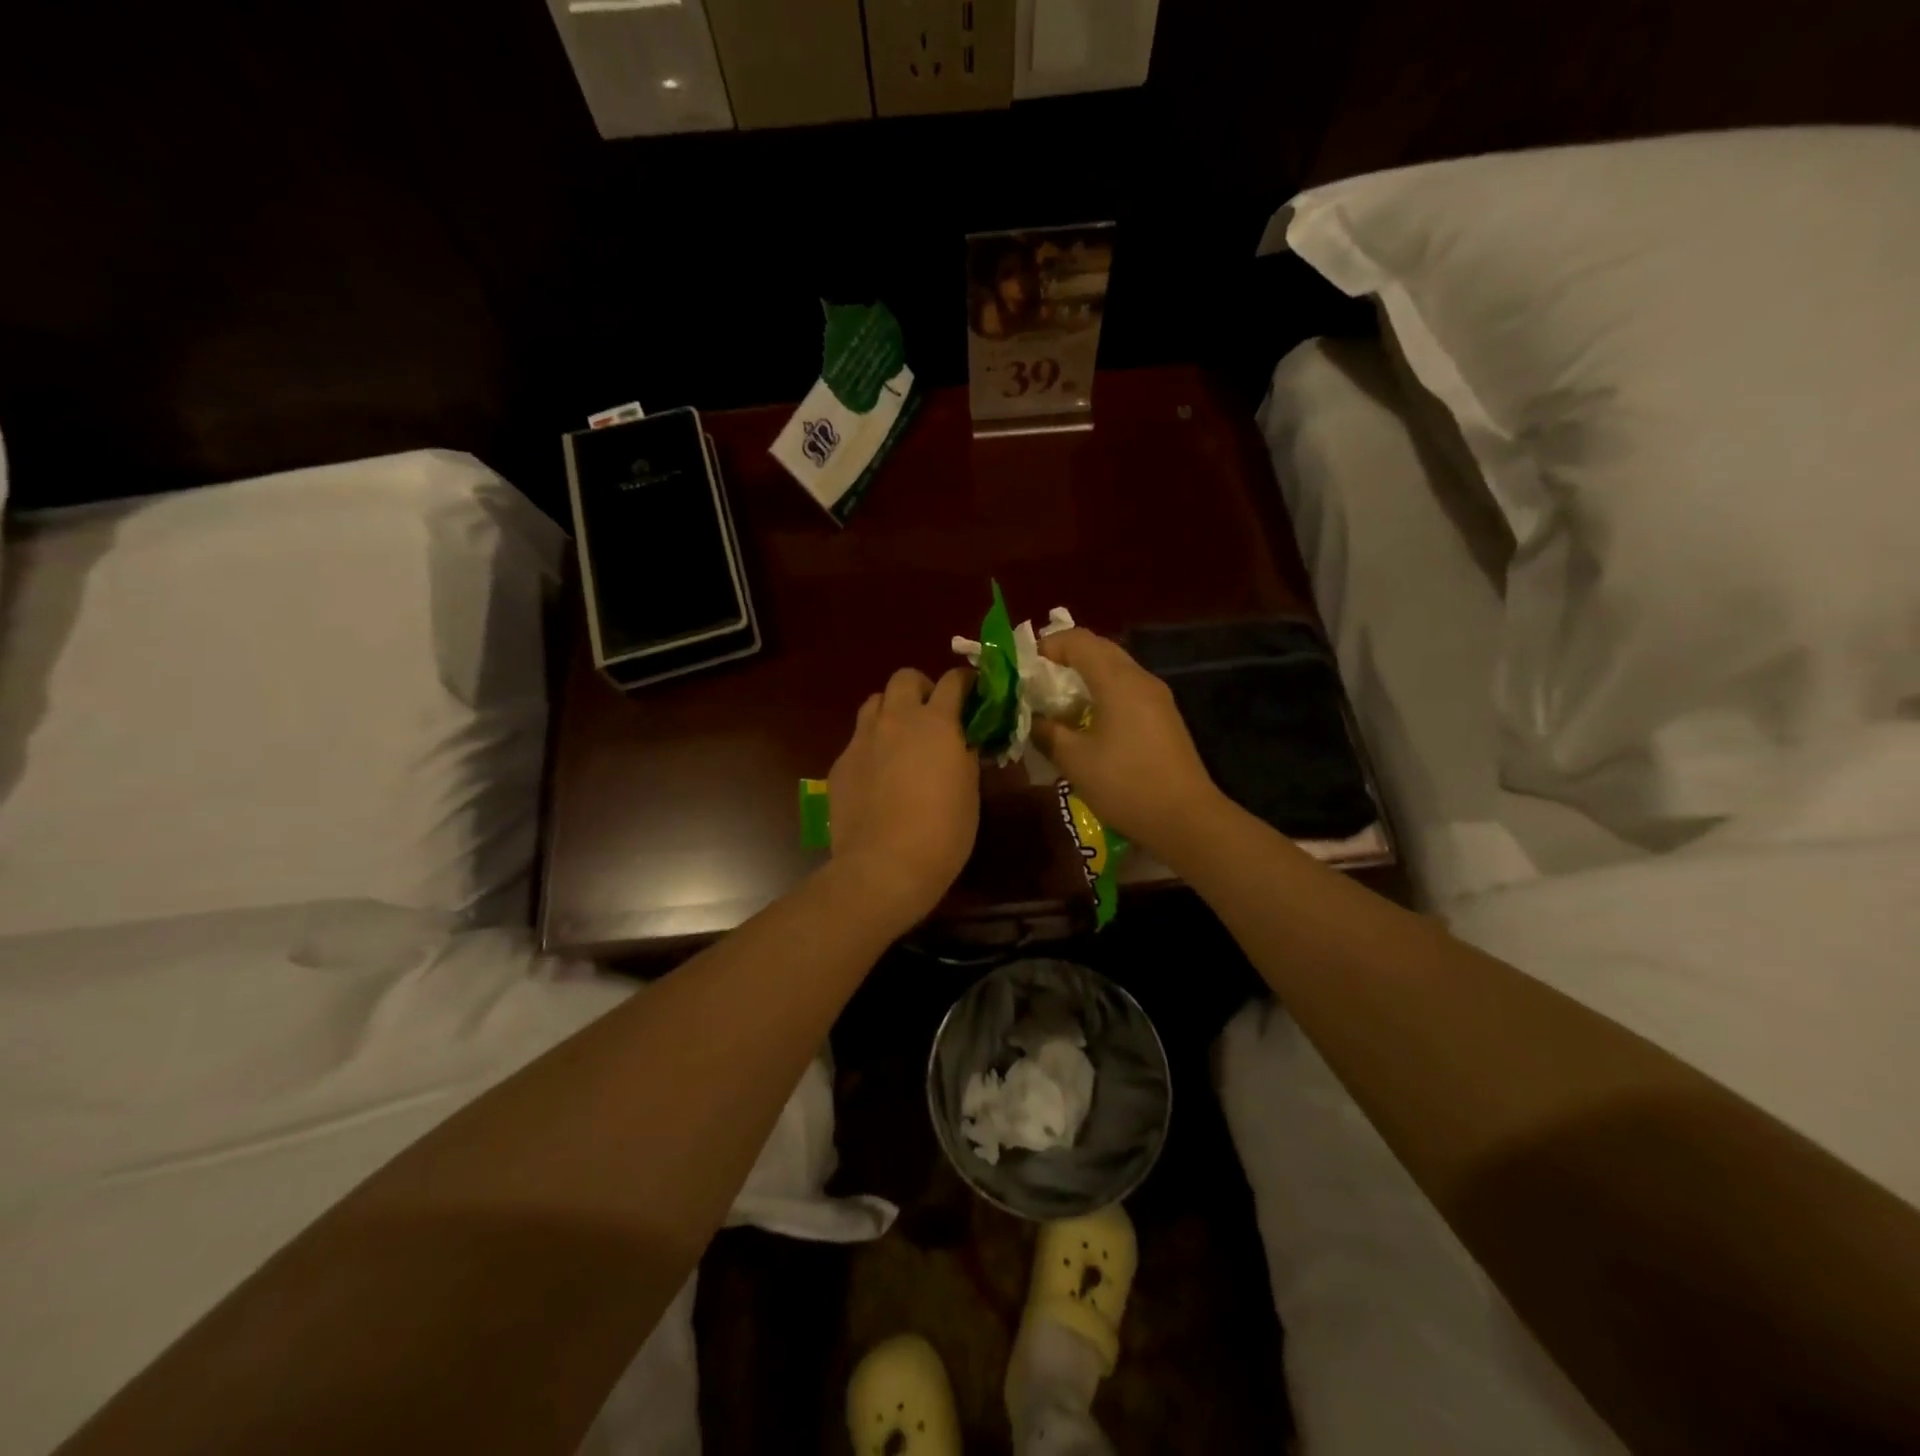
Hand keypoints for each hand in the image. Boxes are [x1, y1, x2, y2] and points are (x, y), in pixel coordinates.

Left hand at [827, 666, 979, 928]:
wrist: (884, 865)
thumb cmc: (942, 832)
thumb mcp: (969, 790)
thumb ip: (966, 755)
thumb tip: (965, 741)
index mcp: (936, 722)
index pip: (953, 681)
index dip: (966, 682)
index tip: (974, 692)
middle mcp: (896, 720)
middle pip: (904, 678)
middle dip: (921, 688)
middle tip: (933, 714)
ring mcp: (863, 739)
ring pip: (874, 702)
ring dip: (891, 710)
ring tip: (901, 737)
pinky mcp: (840, 763)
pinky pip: (858, 739)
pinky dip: (872, 744)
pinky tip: (879, 773)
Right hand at [1029, 629, 1224, 861]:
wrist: (1186, 819)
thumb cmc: (1125, 784)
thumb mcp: (1074, 760)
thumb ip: (1046, 732)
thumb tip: (1030, 718)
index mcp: (1117, 680)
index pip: (1078, 640)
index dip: (1047, 645)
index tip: (1023, 667)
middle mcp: (1140, 679)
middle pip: (1099, 650)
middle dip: (1064, 659)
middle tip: (1036, 683)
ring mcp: (1156, 698)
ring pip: (1114, 671)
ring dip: (1083, 679)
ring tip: (1056, 704)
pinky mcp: (1163, 718)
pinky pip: (1126, 691)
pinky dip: (1101, 695)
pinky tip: (1086, 724)